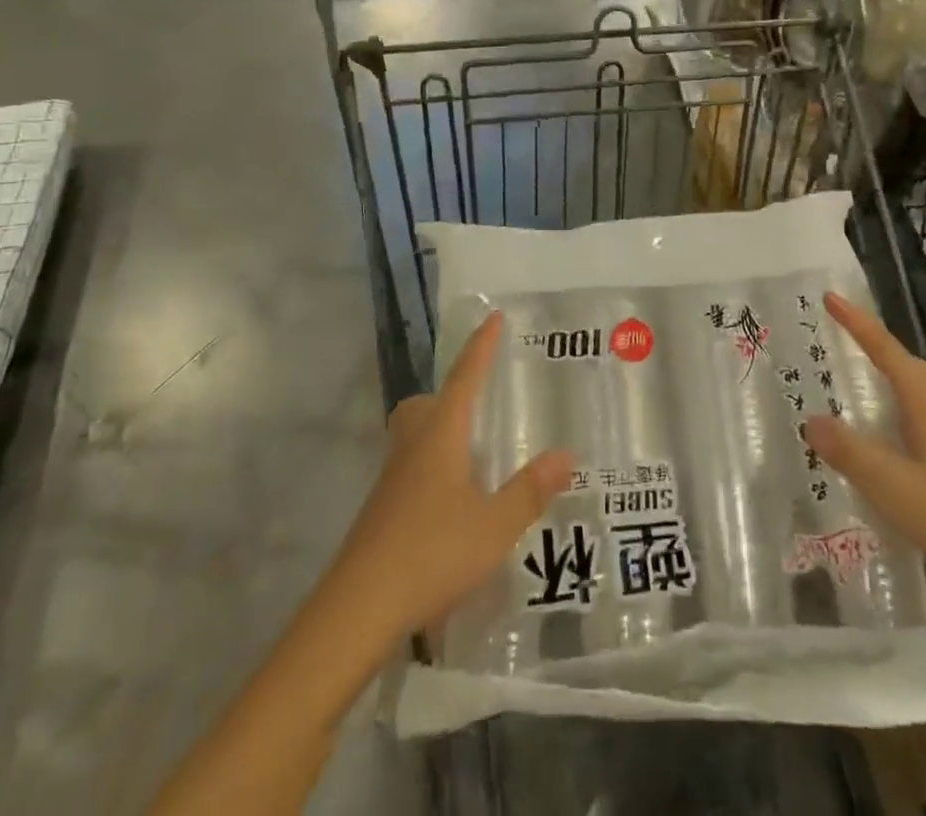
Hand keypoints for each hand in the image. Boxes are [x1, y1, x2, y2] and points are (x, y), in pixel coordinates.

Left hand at [327, 312, 573, 641]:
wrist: (358, 609)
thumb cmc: (431, 553)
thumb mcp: (494, 526)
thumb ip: (530, 490)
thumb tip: (567, 454)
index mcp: (440, 436)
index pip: (464, 377)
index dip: (480, 346)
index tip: (492, 317)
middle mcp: (412, 447)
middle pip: (424, 403)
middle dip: (449, 395)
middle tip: (479, 408)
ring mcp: (391, 480)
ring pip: (413, 436)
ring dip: (440, 433)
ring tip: (474, 457)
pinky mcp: (381, 511)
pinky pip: (409, 469)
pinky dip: (432, 469)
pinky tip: (453, 504)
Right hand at [804, 292, 925, 611]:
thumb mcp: (894, 487)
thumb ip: (850, 452)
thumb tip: (811, 420)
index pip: (887, 351)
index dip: (858, 324)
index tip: (831, 298)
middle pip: (911, 367)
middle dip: (878, 349)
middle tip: (847, 341)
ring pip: (925, 394)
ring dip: (894, 382)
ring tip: (867, 389)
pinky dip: (908, 415)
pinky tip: (900, 445)